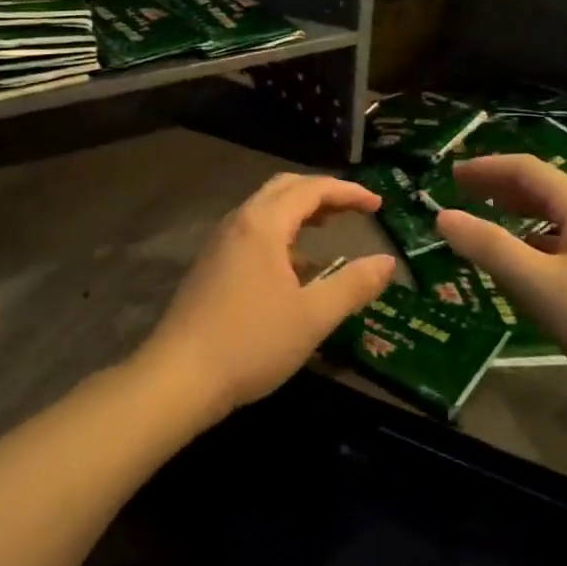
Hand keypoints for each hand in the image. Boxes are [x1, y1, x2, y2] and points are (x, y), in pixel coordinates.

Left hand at [137, 173, 395, 422]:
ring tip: (329, 229)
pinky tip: (295, 268)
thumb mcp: (313, 317)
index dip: (348, 192)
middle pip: (284, 188)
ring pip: (265, 210)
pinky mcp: (211, 265)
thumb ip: (353, 285)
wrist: (178, 378)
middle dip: (322, 193)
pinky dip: (281, 234)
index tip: (378, 205)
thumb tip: (388, 262)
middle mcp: (239, 222)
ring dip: (300, 212)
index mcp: (263, 224)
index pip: (311, 189)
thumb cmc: (250, 343)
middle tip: (354, 208)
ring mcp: (220, 244)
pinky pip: (252, 232)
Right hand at [434, 156, 566, 398]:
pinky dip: (538, 240)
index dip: (485, 168)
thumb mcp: (537, 284)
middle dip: (500, 187)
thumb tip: (443, 216)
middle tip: (463, 193)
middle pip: (542, 187)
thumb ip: (488, 247)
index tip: (451, 175)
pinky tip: (529, 264)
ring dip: (519, 213)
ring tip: (489, 222)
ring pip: (556, 215)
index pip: (525, 169)